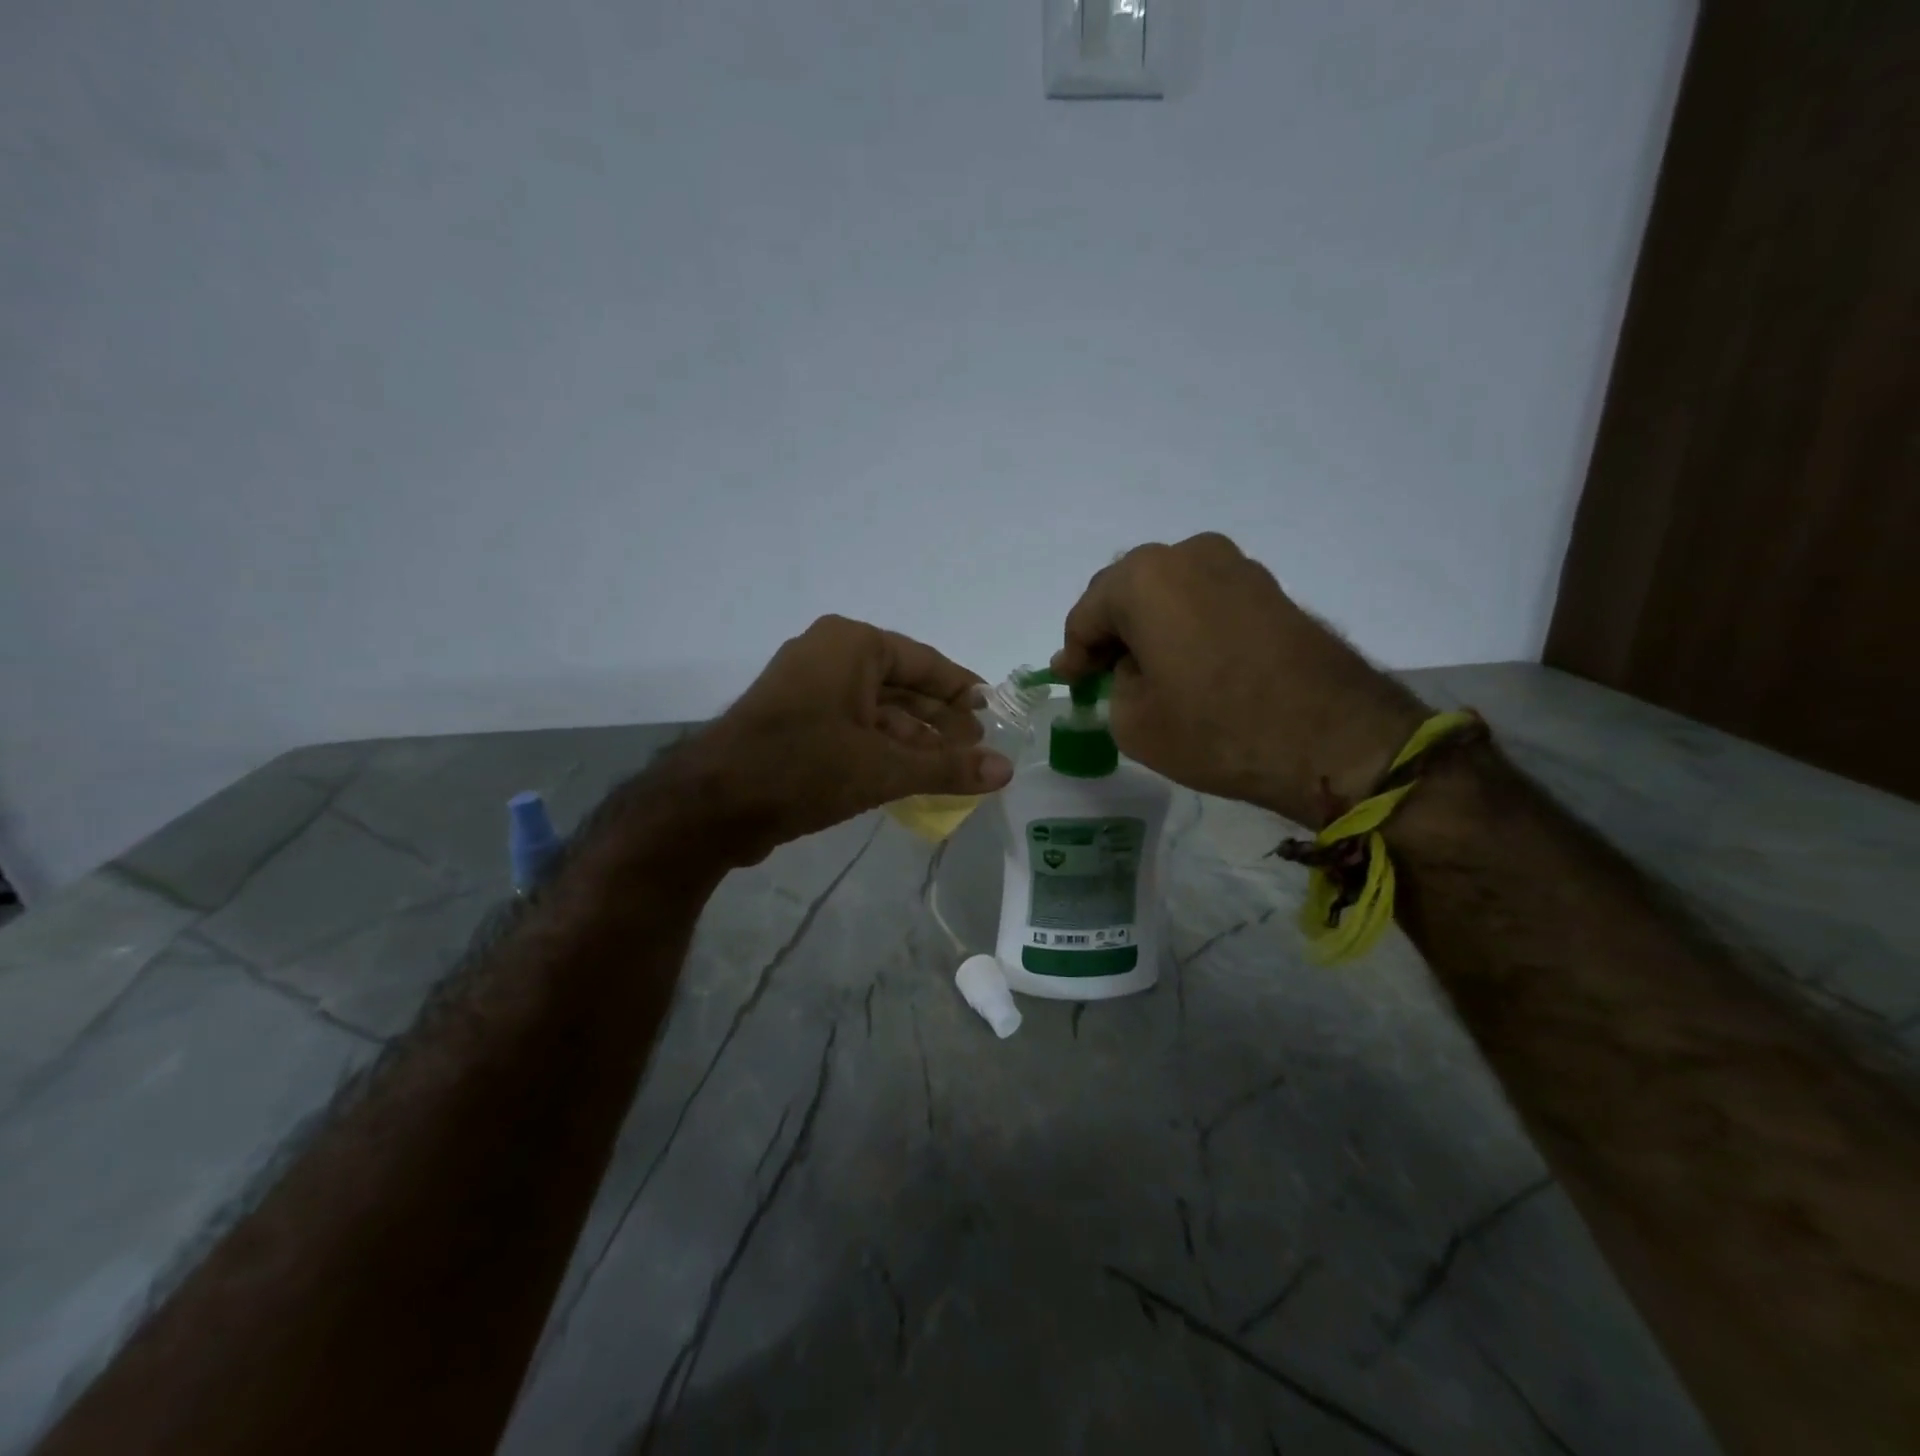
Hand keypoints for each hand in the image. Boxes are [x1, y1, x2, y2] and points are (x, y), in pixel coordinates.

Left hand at [666, 615, 1013, 866]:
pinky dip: (882, 747)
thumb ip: (947, 767)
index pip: (924, 662)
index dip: (961, 688)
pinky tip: (910, 774)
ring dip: (913, 737)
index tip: (991, 710)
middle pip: (901, 684)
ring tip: (951, 765)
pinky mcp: (794, 720)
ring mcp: (807, 688)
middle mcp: (828, 655)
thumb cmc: (804, 769)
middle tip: (976, 746)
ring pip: (876, 708)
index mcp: (851, 645)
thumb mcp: (884, 768)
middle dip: (939, 718)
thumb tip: (1006, 770)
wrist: (713, 805)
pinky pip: (852, 725)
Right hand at [1051, 533, 1425, 826]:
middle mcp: (1187, 554)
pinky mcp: (1269, 587)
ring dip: (1150, 627)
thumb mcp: (1133, 721)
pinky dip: (1186, 626)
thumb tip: (1127, 667)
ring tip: (1149, 671)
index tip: (1072, 685)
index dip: (1073, 654)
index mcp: (1143, 579)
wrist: (1332, 737)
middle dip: (1110, 633)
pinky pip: (1206, 600)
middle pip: (1126, 593)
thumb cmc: (1216, 729)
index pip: (1086, 615)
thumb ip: (1111, 684)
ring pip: (1168, 593)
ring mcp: (1235, 565)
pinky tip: (1189, 663)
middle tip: (1103, 676)